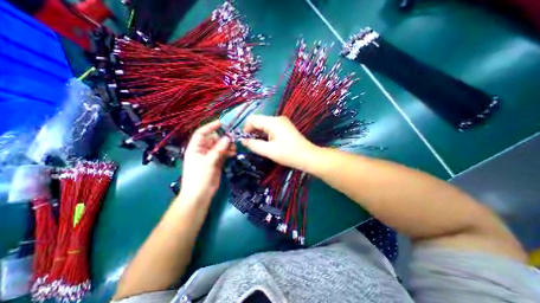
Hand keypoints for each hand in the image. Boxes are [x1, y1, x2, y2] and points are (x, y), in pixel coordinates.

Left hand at [179, 120, 233, 203]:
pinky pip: (224, 153)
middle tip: (233, 139)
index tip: (221, 123)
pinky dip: (229, 152)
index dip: (210, 127)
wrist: (200, 195)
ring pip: (220, 146)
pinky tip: (233, 153)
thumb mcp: (208, 162)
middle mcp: (203, 150)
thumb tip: (228, 138)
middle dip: (223, 138)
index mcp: (195, 148)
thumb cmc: (199, 178)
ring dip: (227, 146)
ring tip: (234, 148)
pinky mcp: (217, 162)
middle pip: (213, 139)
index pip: (201, 133)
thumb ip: (218, 150)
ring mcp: (211, 156)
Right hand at [240, 115, 317, 170]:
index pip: (253, 119)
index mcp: (273, 122)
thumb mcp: (269, 151)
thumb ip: (254, 145)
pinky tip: (267, 143)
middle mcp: (278, 118)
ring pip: (265, 125)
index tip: (244, 140)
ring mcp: (282, 122)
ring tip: (259, 145)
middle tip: (251, 144)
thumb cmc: (288, 154)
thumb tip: (243, 141)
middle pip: (259, 121)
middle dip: (252, 131)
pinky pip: (271, 128)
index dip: (246, 128)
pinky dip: (266, 134)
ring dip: (259, 134)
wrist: (308, 157)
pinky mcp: (285, 127)